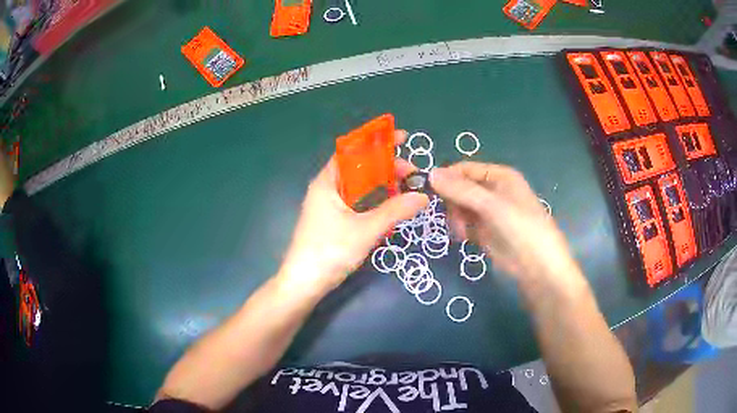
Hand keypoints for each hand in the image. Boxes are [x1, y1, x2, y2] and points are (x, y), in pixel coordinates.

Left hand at [279, 131, 428, 292]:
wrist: (303, 284)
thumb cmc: (329, 251)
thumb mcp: (365, 230)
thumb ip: (395, 211)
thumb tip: (423, 196)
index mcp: (327, 181)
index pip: (353, 150)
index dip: (378, 141)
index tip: (404, 139)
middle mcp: (326, 188)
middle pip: (358, 167)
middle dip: (386, 165)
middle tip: (411, 172)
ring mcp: (328, 206)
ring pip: (358, 186)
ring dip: (381, 183)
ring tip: (405, 186)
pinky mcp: (332, 221)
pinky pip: (356, 201)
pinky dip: (373, 199)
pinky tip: (389, 205)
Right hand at [430, 162, 579, 283]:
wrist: (537, 268)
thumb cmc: (520, 229)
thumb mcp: (491, 206)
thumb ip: (461, 190)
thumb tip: (430, 174)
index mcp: (500, 176)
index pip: (465, 169)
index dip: (447, 178)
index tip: (430, 193)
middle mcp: (494, 190)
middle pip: (460, 188)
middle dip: (453, 202)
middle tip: (453, 219)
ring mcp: (489, 212)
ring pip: (460, 207)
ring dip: (456, 218)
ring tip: (462, 233)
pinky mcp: (486, 231)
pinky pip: (465, 223)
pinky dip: (461, 229)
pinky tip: (465, 238)